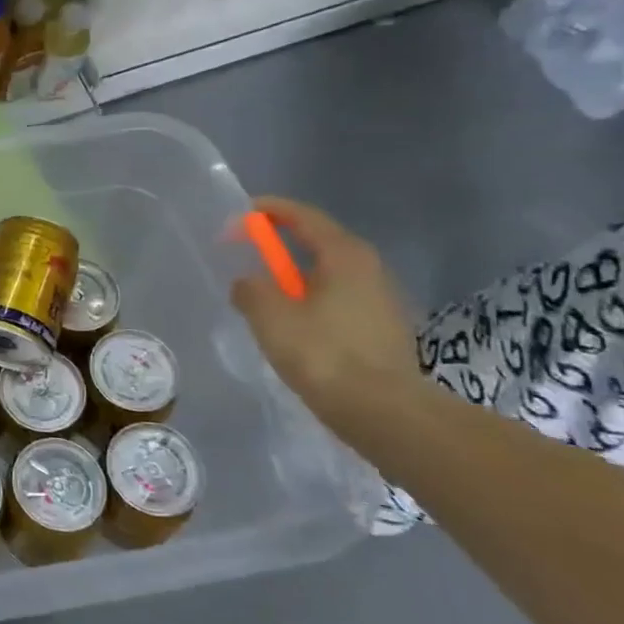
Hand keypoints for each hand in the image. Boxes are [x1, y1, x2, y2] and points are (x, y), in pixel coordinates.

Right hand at [230, 197, 422, 427]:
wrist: (384, 413)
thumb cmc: (323, 354)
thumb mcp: (270, 316)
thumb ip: (251, 289)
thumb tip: (248, 283)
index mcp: (345, 255)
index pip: (304, 216)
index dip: (269, 211)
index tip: (239, 216)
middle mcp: (370, 269)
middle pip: (319, 243)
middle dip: (281, 245)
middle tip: (248, 254)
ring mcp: (381, 300)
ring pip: (328, 275)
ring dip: (295, 278)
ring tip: (265, 295)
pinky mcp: (383, 329)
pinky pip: (337, 300)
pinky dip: (311, 301)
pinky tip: (293, 325)